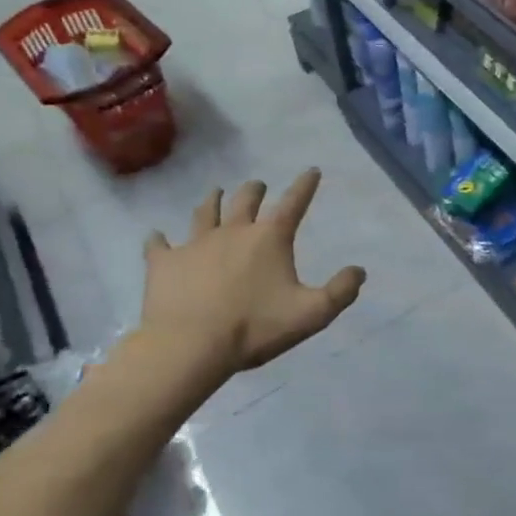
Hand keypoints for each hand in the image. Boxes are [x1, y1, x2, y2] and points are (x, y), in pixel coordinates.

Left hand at [130, 170, 365, 381]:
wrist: (190, 346)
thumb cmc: (255, 327)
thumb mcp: (312, 314)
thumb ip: (340, 291)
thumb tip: (359, 271)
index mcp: (269, 238)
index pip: (294, 203)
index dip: (305, 185)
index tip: (312, 170)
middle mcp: (233, 230)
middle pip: (246, 199)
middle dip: (255, 190)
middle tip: (258, 185)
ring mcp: (195, 243)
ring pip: (204, 212)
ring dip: (212, 201)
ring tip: (215, 192)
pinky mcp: (164, 262)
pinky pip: (159, 245)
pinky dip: (159, 240)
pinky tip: (156, 236)